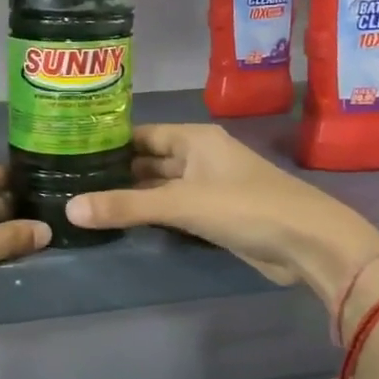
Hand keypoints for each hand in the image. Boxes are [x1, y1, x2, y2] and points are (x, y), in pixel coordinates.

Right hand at [64, 124, 378, 301]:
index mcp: (194, 139)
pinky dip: (152, 213)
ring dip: (133, 194)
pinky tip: (124, 221)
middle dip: (116, 170)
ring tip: (87, 199)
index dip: (109, 141)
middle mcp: (199, 156)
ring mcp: (209, 186)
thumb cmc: (245, 207)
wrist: (309, 244)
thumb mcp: (181, 204)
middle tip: (71, 179)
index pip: (142, 134)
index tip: (72, 149)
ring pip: (161, 186)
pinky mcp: (215, 215)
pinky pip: (174, 208)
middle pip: (150, 160)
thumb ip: (126, 206)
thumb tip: (69, 208)